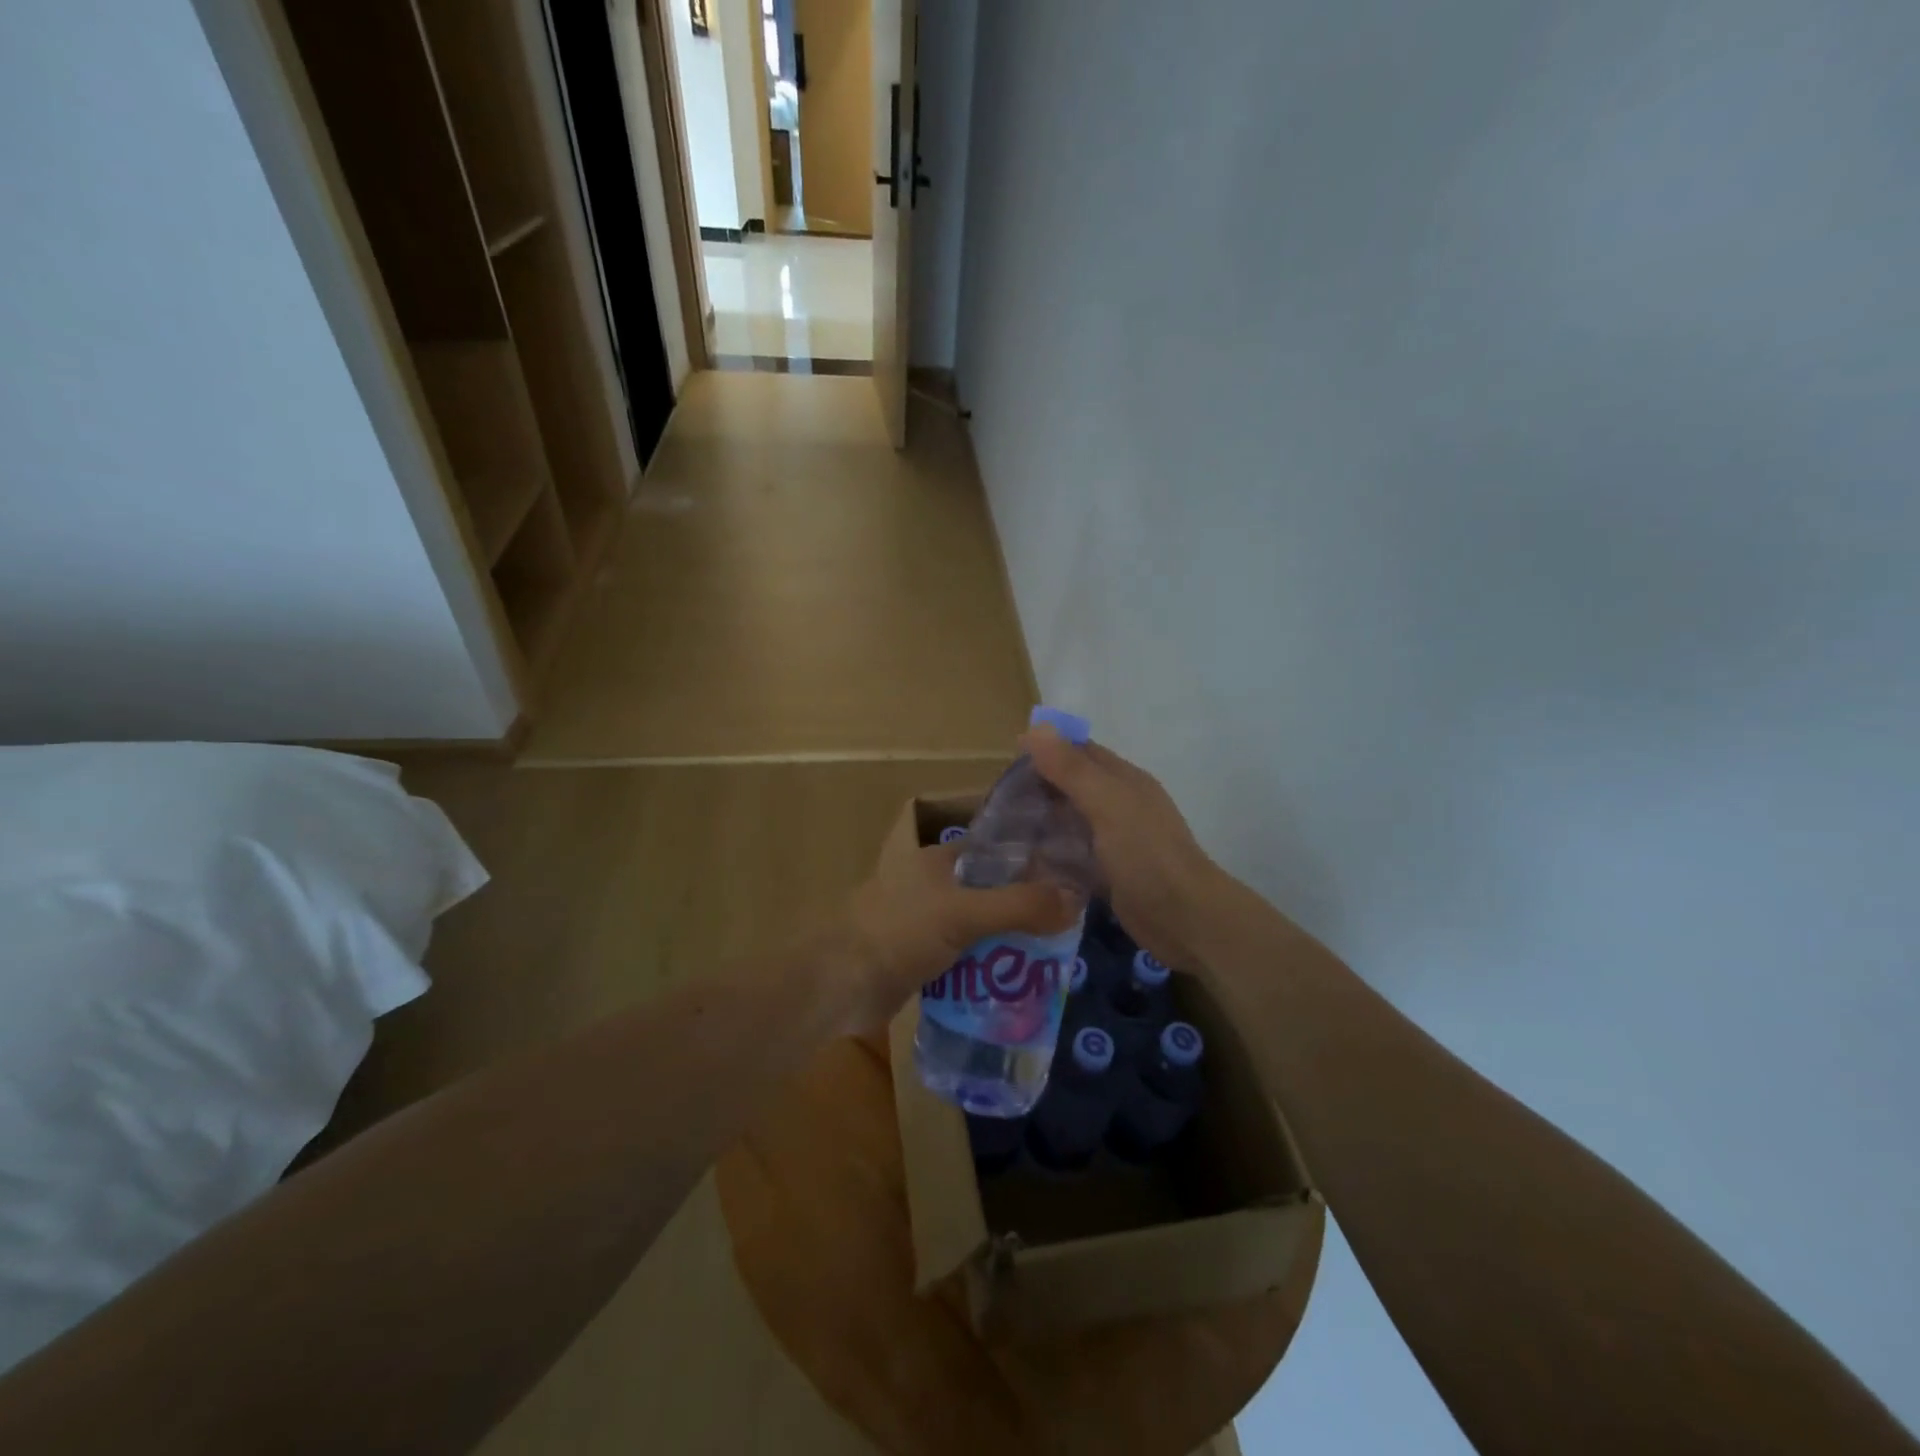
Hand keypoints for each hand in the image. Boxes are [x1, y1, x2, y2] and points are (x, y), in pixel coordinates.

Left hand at [839, 837, 1077, 1031]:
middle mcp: (931, 884)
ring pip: (978, 924)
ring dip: (1006, 939)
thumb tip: (1076, 899)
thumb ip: (1019, 906)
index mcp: (937, 859)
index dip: (1030, 860)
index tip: (1069, 877)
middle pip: (989, 889)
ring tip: (1053, 956)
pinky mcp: (919, 956)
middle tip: (1067, 925)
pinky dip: (986, 965)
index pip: (995, 849)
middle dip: (1023, 906)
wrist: (839, 985)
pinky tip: (1015, 981)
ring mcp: (923, 921)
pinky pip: (964, 955)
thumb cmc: (898, 933)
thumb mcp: (963, 914)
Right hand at [1021, 726, 1228, 970]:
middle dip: (1037, 789)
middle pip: (1072, 787)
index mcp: (1123, 780)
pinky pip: (1072, 857)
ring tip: (1000, 832)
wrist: (1183, 919)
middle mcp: (1119, 805)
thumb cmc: (1145, 853)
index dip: (1045, 751)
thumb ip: (1071, 768)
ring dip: (1041, 824)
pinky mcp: (1108, 874)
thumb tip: (1035, 726)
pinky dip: (1050, 856)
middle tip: (996, 801)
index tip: (1005, 761)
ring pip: (1070, 823)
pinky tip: (1023, 864)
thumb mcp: (1106, 803)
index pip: (1079, 752)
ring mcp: (1114, 841)